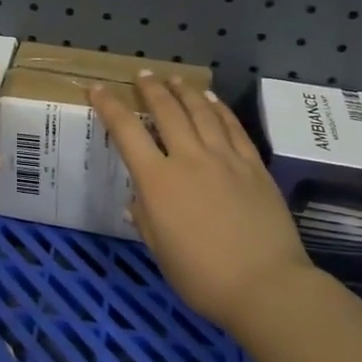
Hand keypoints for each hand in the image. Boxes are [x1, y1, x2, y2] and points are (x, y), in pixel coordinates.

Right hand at [91, 74, 320, 331]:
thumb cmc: (202, 277)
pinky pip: (232, 127)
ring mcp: (225, 158)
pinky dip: (218, 108)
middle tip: (143, 75)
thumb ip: (146, 218)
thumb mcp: (160, 250)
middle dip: (151, 89)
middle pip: (167, 111)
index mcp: (158, 181)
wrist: (265, 286)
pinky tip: (212, 100)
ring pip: (201, 111)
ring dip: (184, 91)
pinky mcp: (253, 165)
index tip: (97, 88)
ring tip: (174, 79)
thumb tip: (138, 200)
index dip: (109, 106)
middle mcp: (189, 159)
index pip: (126, 132)